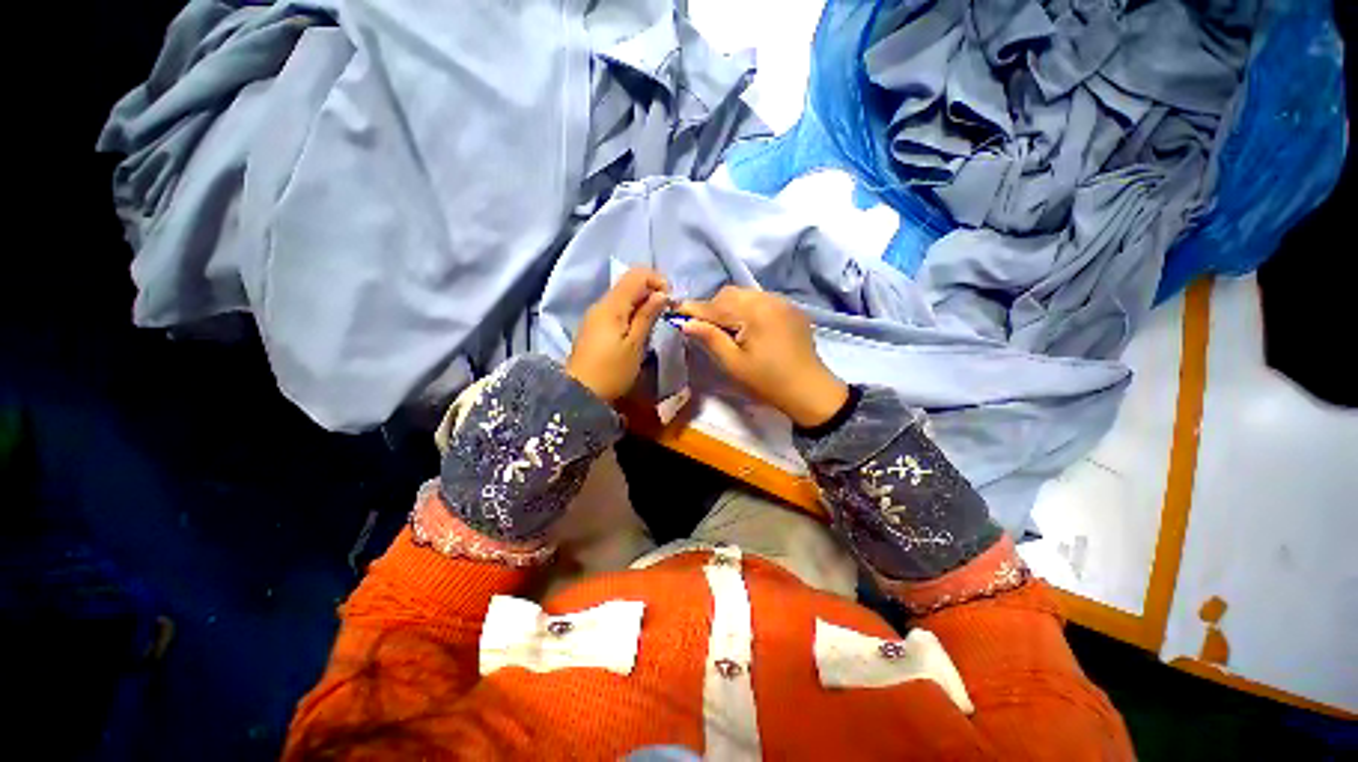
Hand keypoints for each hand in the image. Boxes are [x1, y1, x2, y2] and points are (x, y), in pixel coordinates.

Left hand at [566, 267, 669, 400]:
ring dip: (642, 302)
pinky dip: (631, 312)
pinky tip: (639, 329)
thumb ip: (647, 315)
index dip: (657, 280)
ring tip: (655, 321)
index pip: (637, 274)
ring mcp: (595, 314)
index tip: (670, 300)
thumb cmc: (612, 370)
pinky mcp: (594, 326)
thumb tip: (661, 294)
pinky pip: (616, 309)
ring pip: (623, 296)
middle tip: (666, 312)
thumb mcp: (635, 344)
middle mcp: (601, 304)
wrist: (581, 393)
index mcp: (612, 305)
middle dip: (651, 291)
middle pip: (629, 283)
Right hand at [676, 287, 848, 427]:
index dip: (695, 309)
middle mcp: (769, 299)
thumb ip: (710, 338)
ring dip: (731, 307)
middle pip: (731, 294)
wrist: (809, 390)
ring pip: (746, 295)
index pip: (716, 305)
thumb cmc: (767, 380)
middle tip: (706, 328)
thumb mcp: (733, 363)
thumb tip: (686, 323)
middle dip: (714, 307)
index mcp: (754, 312)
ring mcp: (783, 302)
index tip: (676, 311)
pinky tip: (749, 327)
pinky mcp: (791, 309)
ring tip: (728, 329)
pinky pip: (762, 300)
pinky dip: (748, 308)